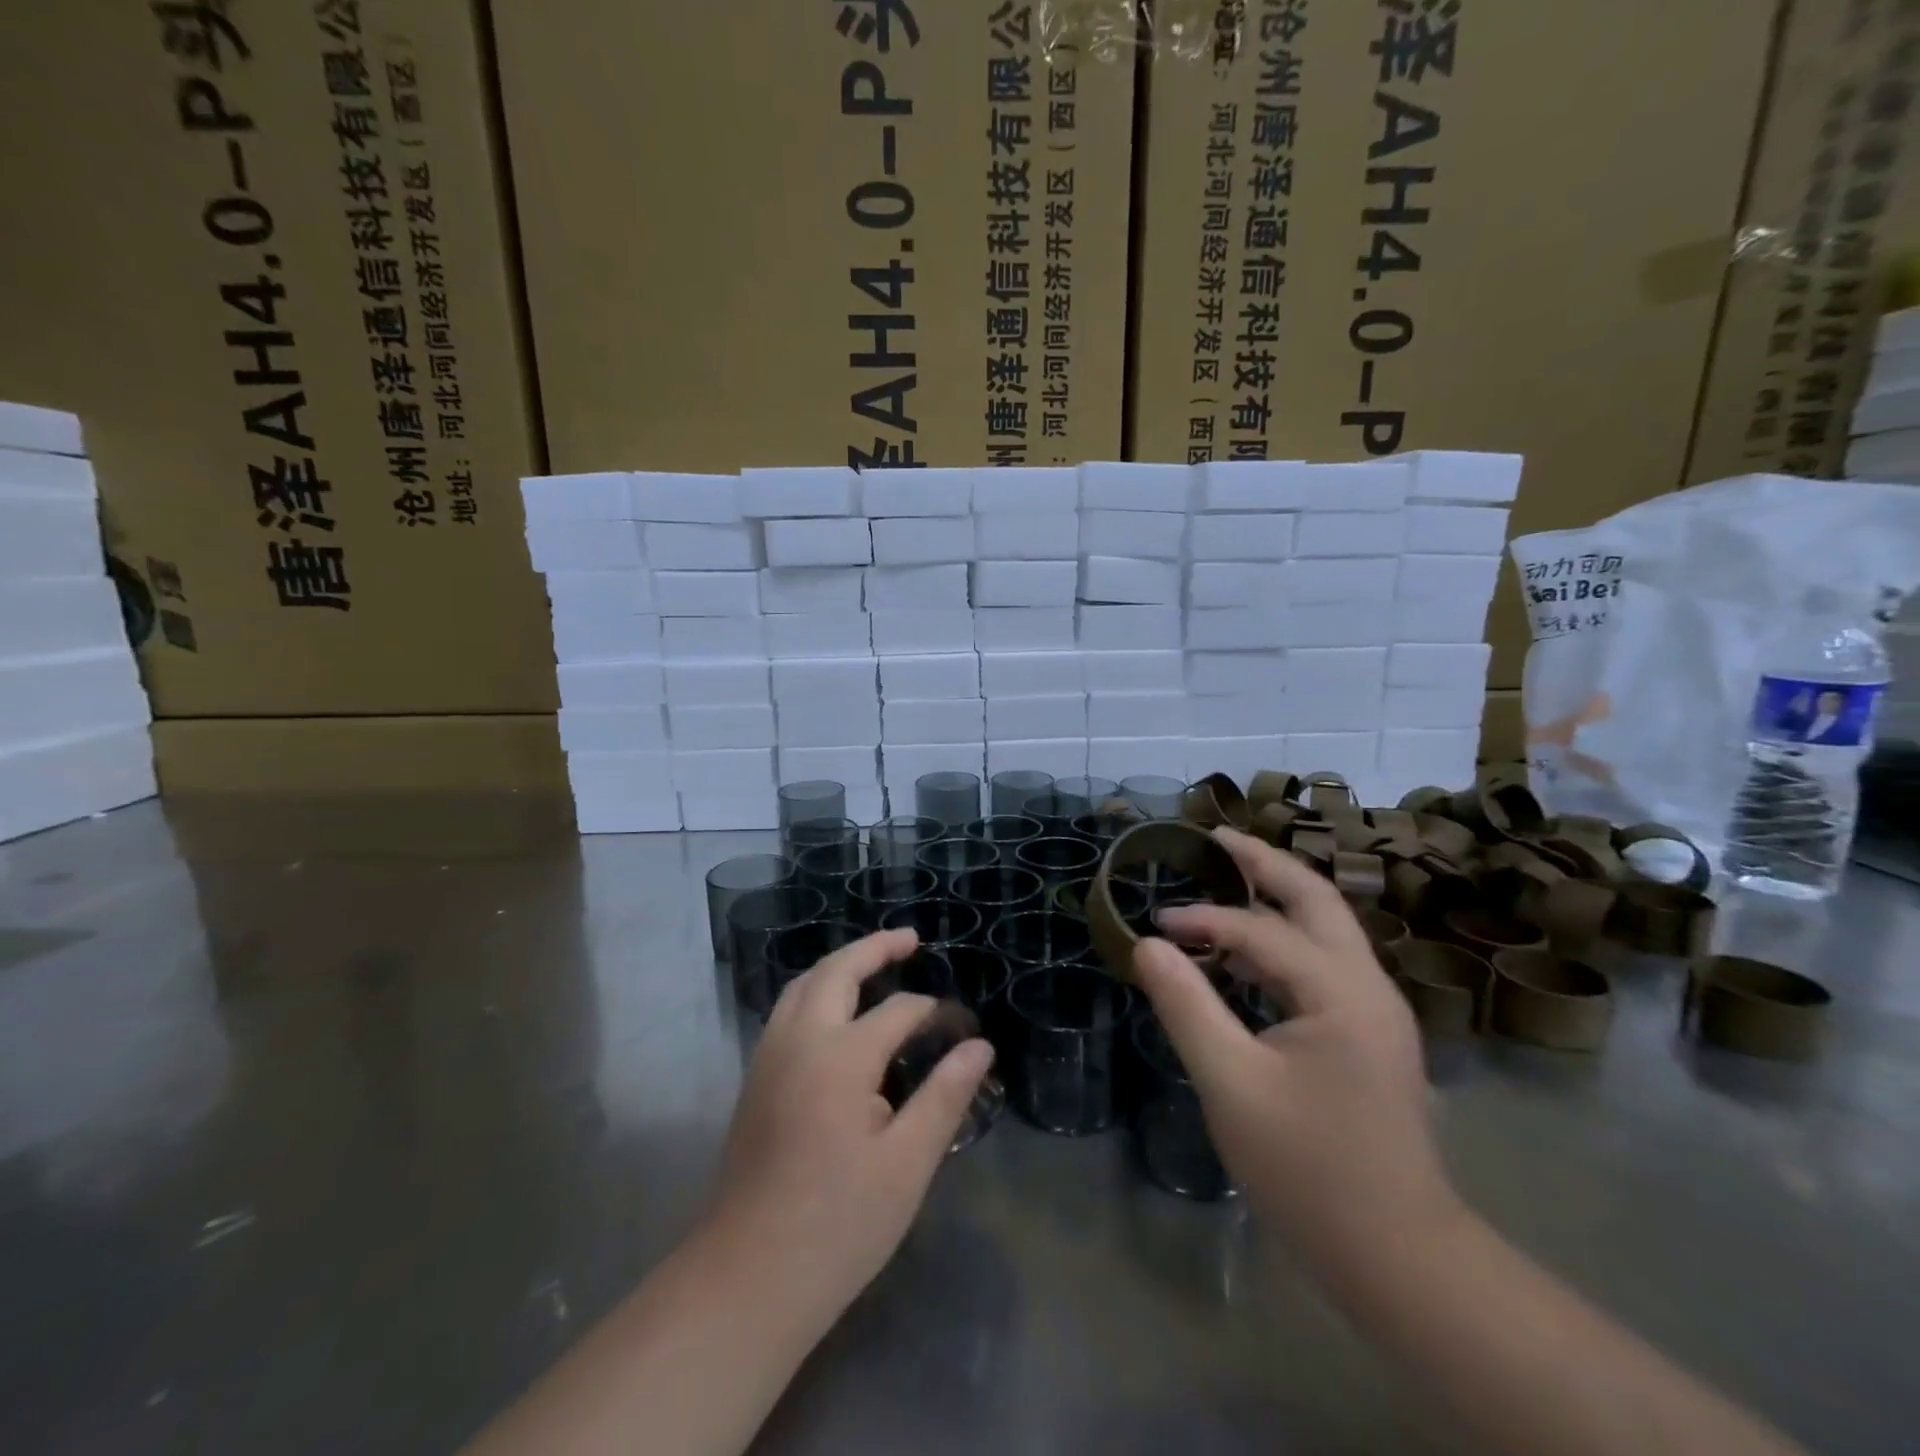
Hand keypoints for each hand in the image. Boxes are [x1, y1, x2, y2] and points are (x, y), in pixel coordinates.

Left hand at [706, 928, 993, 1318]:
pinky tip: (834, 1012)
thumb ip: (945, 1096)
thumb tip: (979, 1046)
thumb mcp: (908, 1164)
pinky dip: (815, 990)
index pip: (899, 1012)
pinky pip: (787, 1010)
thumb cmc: (839, 1224)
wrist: (748, 1278)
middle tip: (910, 939)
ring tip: (873, 963)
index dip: (935, 1013)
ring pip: (802, 985)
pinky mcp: (754, 1079)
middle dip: (874, 948)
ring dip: (839, 965)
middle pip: (836, 972)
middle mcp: (799, 1040)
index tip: (964, 1028)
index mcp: (841, 1056)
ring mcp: (769, 1057)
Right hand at [1134, 828, 1458, 1270]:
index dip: (1203, 919)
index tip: (1155, 924)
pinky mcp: (1368, 1034)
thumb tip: (1148, 944)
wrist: (1399, 1257)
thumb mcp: (1231, 1085)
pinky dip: (1281, 941)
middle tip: (1215, 837)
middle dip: (1264, 863)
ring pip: (1324, 929)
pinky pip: (1321, 964)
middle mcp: (1367, 986)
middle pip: (1315, 899)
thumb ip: (1186, 1006)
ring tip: (1225, 877)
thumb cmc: (1309, 1170)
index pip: (1261, 930)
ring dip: (1276, 897)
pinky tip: (1244, 953)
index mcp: (1341, 991)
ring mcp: (1374, 1010)